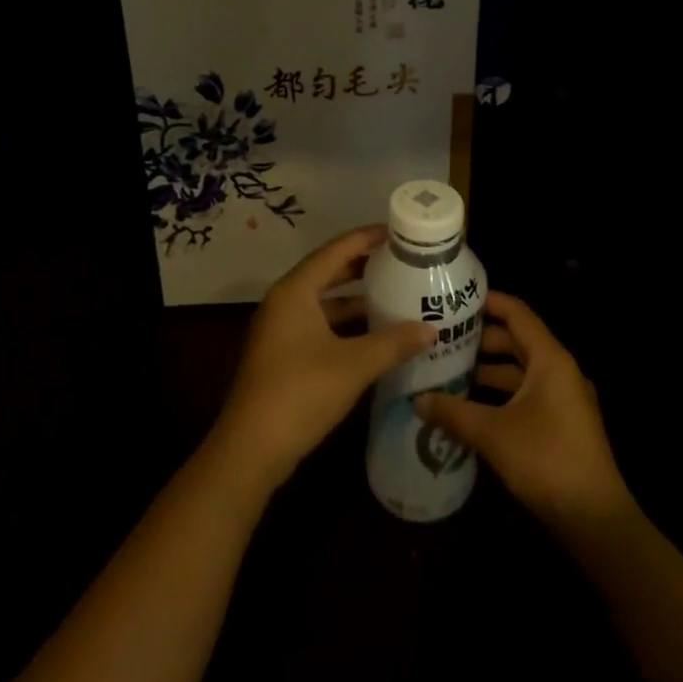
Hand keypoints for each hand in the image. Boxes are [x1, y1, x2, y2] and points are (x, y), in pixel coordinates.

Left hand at [209, 226, 437, 493]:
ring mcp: (281, 330)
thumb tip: (431, 329)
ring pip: (324, 302)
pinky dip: (345, 324)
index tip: (396, 231)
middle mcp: (285, 301)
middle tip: (400, 260)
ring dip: (356, 299)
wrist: (251, 451)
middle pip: (328, 272)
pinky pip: (320, 325)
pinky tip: (373, 334)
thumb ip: (393, 343)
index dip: (366, 238)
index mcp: (295, 290)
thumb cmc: (300, 393)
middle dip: (363, 266)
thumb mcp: (353, 365)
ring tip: (394, 294)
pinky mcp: (283, 355)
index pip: (335, 250)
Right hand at [416, 291, 632, 530]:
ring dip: (490, 369)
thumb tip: (418, 400)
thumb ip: (454, 413)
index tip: (456, 300)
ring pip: (521, 370)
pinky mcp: (563, 423)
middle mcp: (559, 370)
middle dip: (482, 338)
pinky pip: (527, 393)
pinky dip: (502, 393)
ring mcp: (564, 398)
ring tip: (452, 371)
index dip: (488, 301)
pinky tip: (474, 406)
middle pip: (518, 340)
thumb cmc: (547, 460)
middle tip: (445, 338)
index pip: (517, 313)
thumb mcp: (493, 433)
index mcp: (550, 359)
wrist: (596, 521)